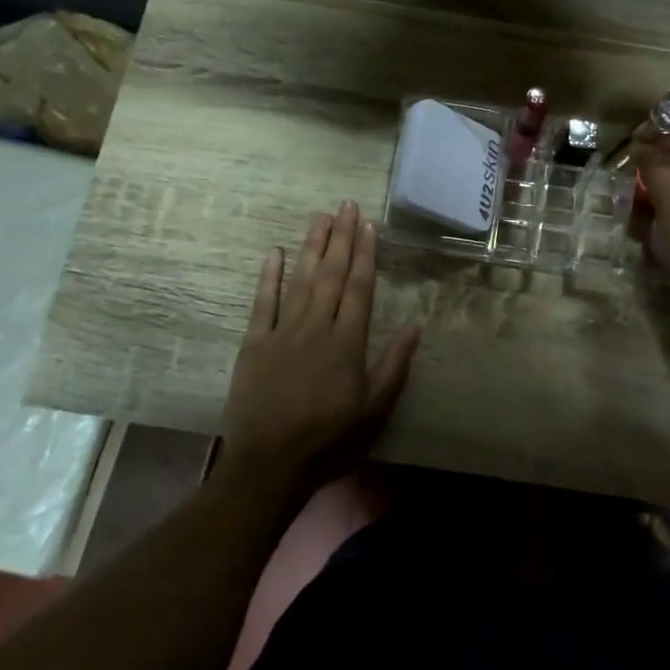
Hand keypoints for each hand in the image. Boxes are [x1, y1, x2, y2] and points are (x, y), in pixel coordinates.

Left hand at [217, 202, 421, 498]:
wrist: (270, 464)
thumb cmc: (329, 440)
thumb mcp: (374, 410)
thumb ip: (394, 366)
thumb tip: (415, 326)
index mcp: (347, 343)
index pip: (359, 288)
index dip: (365, 254)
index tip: (369, 225)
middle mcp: (317, 328)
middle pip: (331, 275)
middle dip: (341, 238)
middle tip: (346, 205)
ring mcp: (283, 332)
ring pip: (300, 280)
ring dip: (311, 246)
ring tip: (320, 216)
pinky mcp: (255, 344)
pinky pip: (262, 303)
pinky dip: (268, 276)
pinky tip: (274, 252)